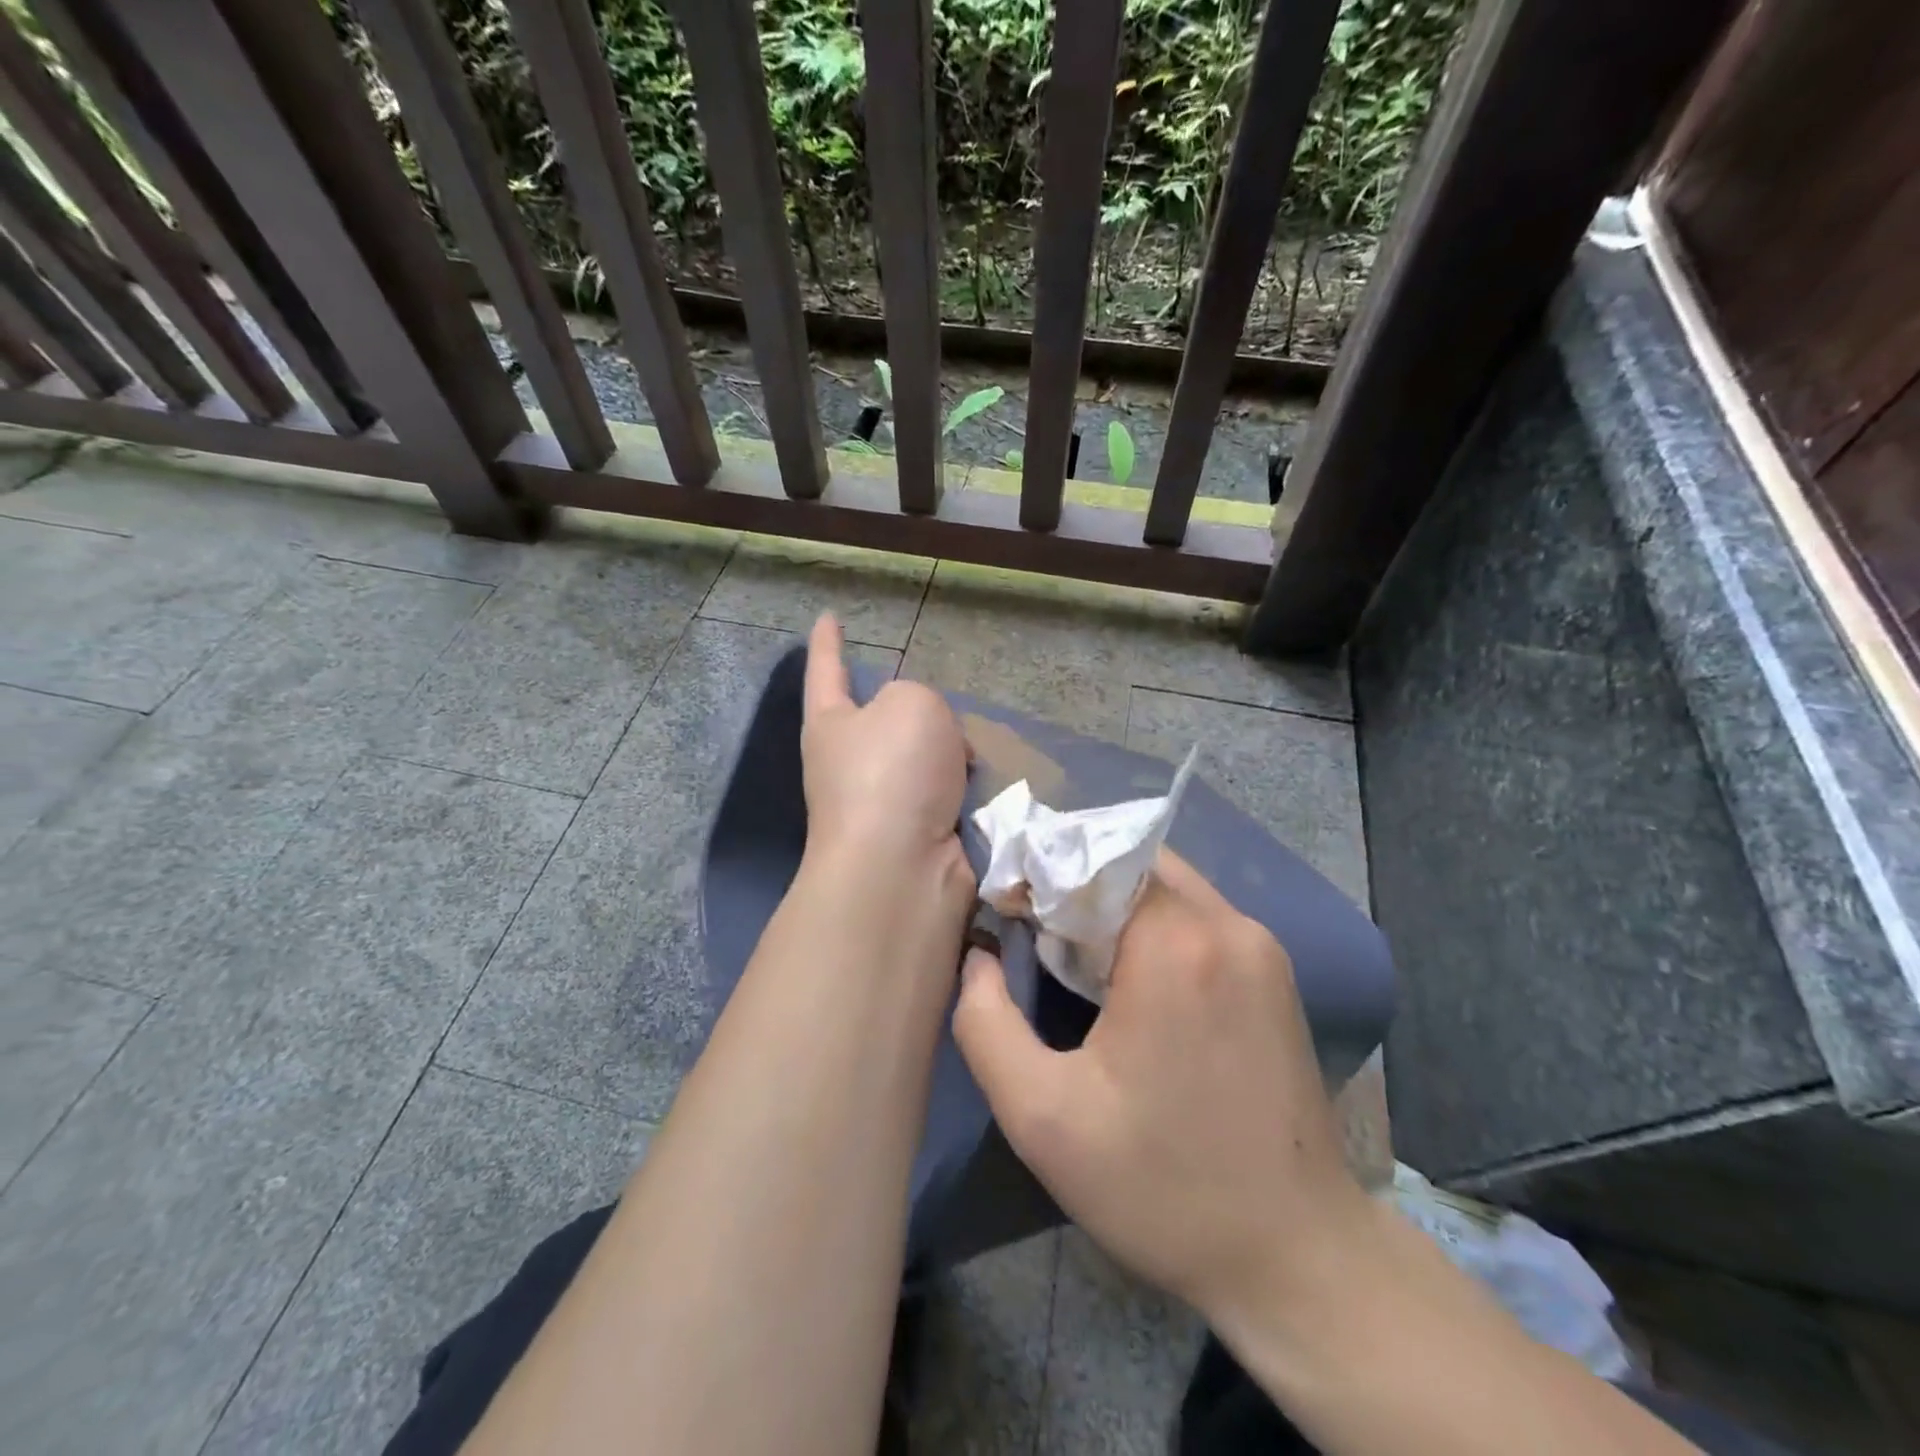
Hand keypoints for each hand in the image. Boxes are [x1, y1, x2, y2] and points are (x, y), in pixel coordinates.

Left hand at [801, 613, 970, 884]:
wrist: (902, 866)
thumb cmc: (893, 771)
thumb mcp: (913, 703)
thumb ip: (921, 701)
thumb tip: (935, 749)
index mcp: (831, 723)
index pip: (827, 669)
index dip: (828, 642)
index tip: (827, 617)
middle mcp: (849, 763)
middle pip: (887, 720)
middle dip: (918, 713)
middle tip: (945, 715)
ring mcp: (882, 805)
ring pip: (926, 759)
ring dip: (952, 755)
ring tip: (971, 757)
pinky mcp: (916, 837)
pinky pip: (949, 797)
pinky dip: (968, 791)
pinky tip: (985, 791)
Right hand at [951, 851, 1368, 1323]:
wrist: (1298, 1257)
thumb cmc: (1162, 1188)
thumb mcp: (1042, 1116)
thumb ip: (986, 1022)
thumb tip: (979, 955)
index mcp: (1175, 943)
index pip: (1093, 858)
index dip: (1040, 872)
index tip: (1004, 907)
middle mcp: (1227, 925)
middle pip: (1132, 863)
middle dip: (1075, 883)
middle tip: (1032, 928)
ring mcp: (1260, 946)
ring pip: (1167, 885)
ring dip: (1114, 903)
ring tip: (1072, 955)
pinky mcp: (1275, 973)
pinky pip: (1198, 917)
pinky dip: (1152, 924)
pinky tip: (1129, 978)